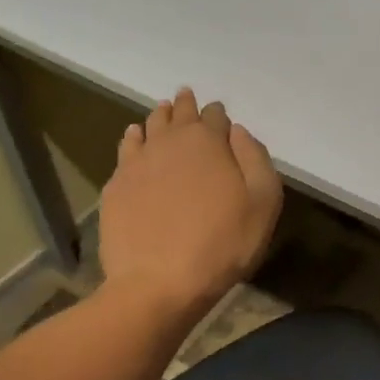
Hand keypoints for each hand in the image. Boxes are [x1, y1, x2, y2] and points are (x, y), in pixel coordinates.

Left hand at [98, 88, 283, 316]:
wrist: (158, 283)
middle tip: (186, 96)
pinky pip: (126, 149)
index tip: (220, 115)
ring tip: (163, 110)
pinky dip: (133, 138)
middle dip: (186, 105)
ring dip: (159, 117)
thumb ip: (256, 158)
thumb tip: (238, 131)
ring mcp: (138, 162)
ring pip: (149, 127)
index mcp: (208, 142)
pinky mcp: (116, 185)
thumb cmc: (222, 244)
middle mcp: (170, 142)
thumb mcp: (263, 202)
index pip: (214, 115)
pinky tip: (134, 137)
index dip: (219, 114)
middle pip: (179, 114)